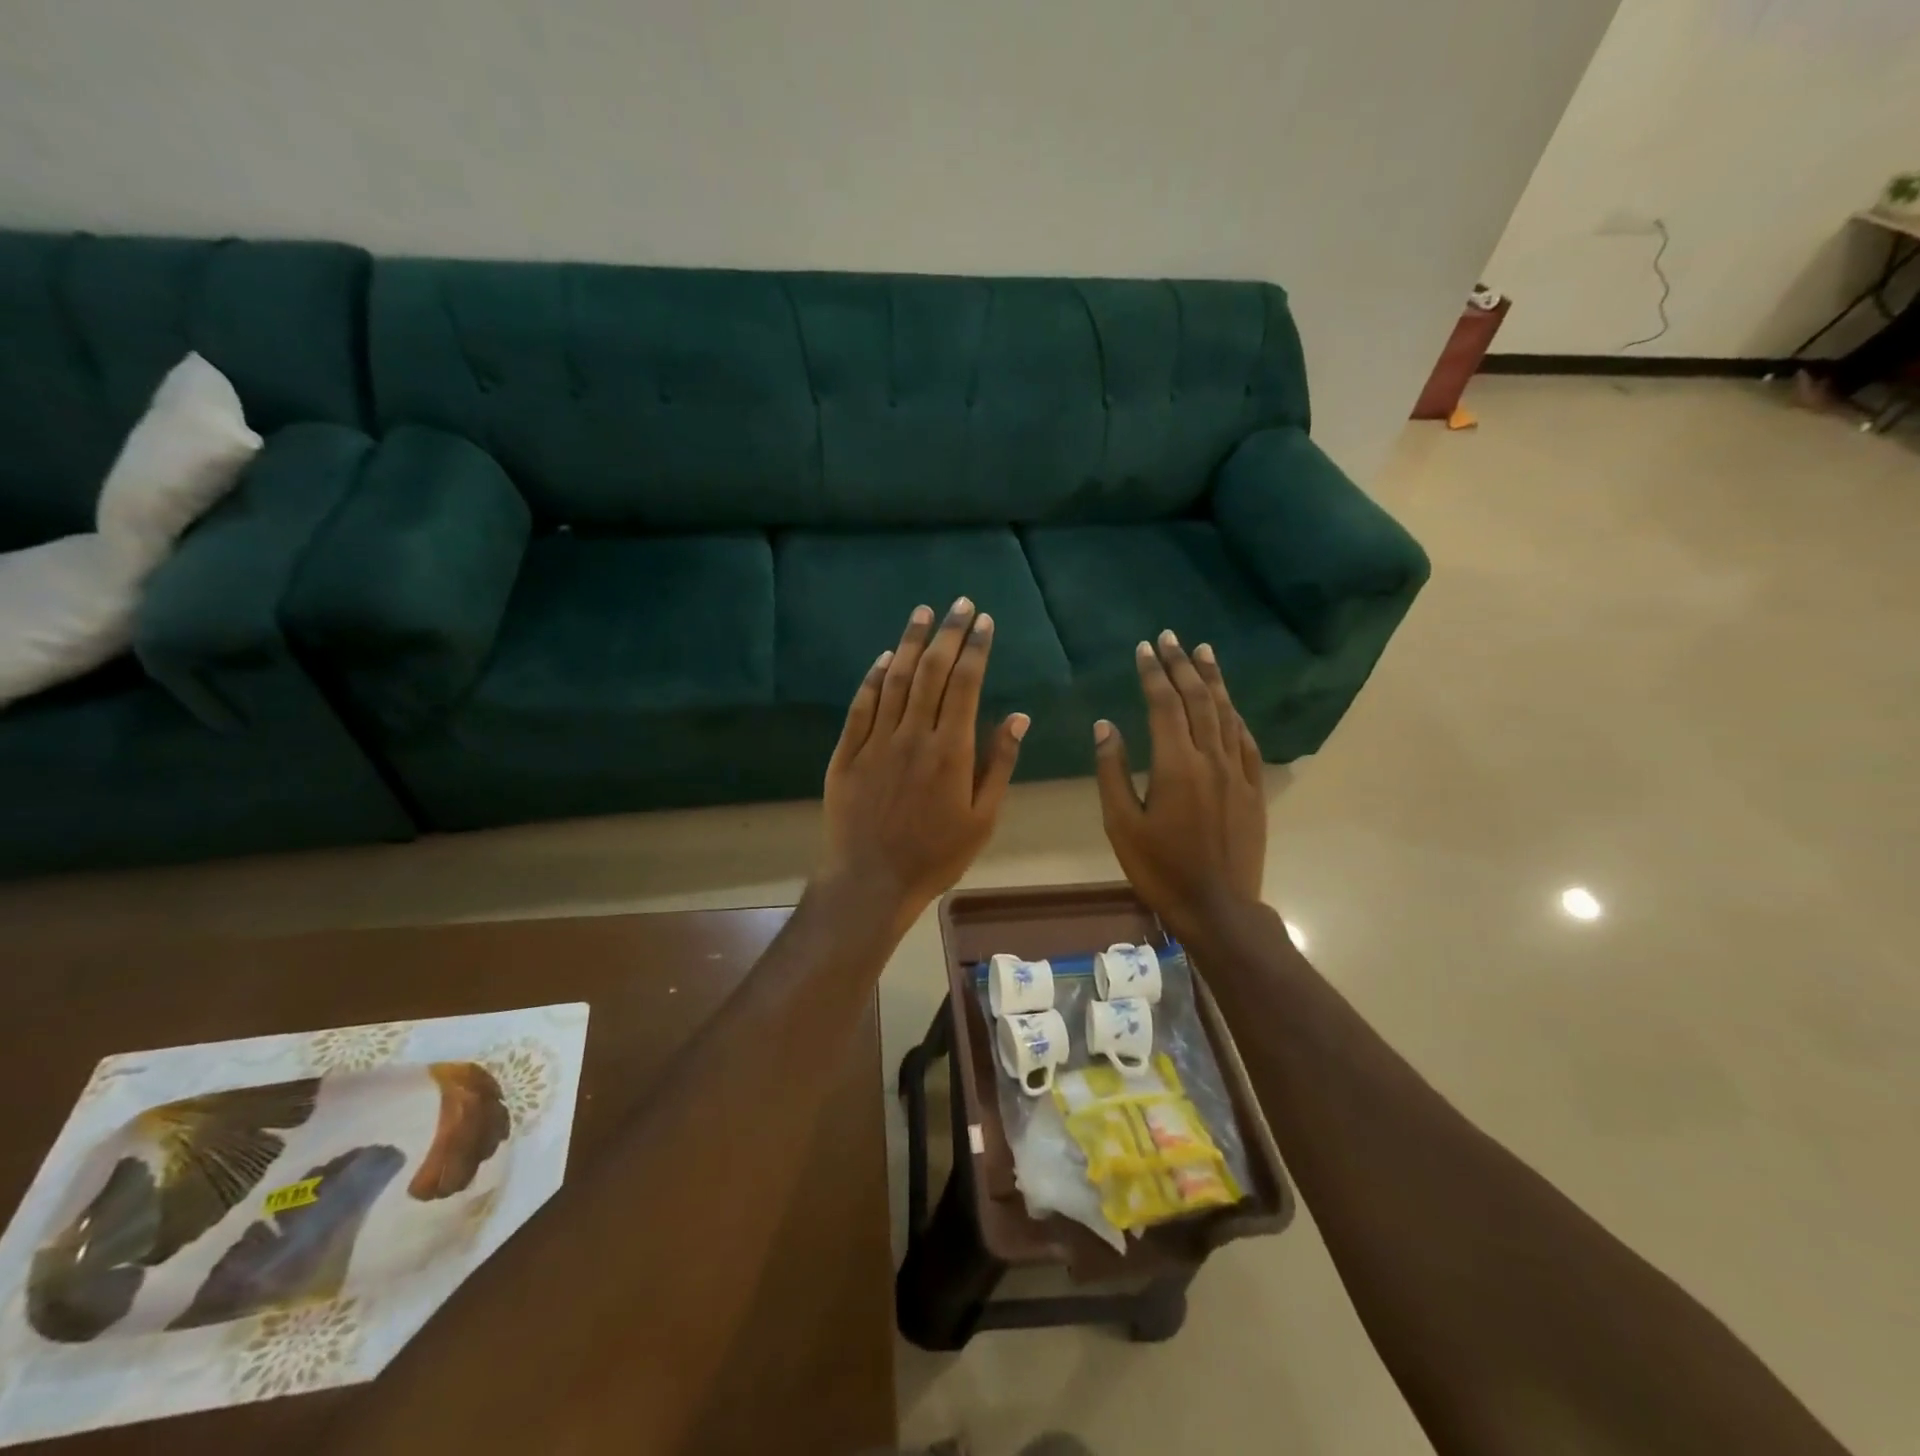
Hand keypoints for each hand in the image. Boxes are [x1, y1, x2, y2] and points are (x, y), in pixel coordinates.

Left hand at [818, 598, 1028, 926]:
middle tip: (959, 603)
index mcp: (951, 750)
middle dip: (948, 633)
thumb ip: (999, 764)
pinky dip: (873, 677)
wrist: (871, 881)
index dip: (976, 649)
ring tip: (923, 612)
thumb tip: (1018, 717)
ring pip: (894, 680)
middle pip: (931, 672)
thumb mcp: (982, 818)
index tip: (984, 621)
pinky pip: (861, 706)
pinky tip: (883, 657)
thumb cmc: (935, 855)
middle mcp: (912, 735)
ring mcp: (875, 741)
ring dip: (910, 642)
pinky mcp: (847, 753)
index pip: (966, 684)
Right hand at [1094, 631, 1267, 942]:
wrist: (1217, 906)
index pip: (1164, 704)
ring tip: (1204, 652)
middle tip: (1171, 637)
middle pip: (1198, 699)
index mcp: (1175, 764)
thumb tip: (1106, 725)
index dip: (1153, 673)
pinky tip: (1230, 704)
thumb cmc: (1160, 868)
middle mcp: (1210, 758)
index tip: (1144, 648)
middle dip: (1182, 665)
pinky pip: (1245, 740)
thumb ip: (1112, 771)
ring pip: (1226, 713)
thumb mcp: (1121, 824)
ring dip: (1213, 680)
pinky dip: (1235, 715)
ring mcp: (1237, 772)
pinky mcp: (1253, 788)